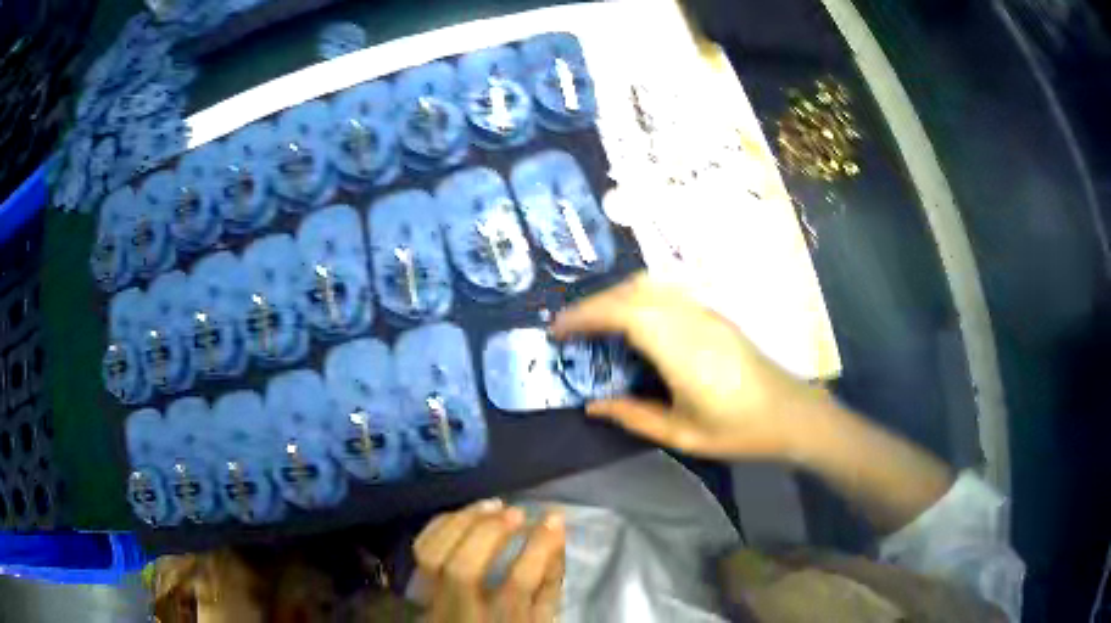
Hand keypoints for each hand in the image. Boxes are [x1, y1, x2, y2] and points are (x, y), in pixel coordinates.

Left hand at [414, 499, 564, 622]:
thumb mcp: (540, 616)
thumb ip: (549, 582)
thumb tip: (555, 533)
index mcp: (501, 621)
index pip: (518, 584)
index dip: (538, 547)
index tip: (554, 518)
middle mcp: (461, 612)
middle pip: (463, 568)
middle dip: (490, 532)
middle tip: (516, 512)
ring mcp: (432, 599)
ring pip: (433, 554)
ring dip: (463, 522)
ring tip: (492, 505)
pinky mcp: (417, 585)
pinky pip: (420, 548)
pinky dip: (442, 524)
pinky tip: (465, 514)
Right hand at [550, 272, 831, 460]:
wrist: (792, 414)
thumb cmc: (740, 431)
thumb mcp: (683, 435)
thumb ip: (635, 417)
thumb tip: (593, 406)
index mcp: (682, 351)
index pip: (625, 314)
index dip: (586, 315)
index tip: (558, 330)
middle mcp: (693, 321)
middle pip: (634, 292)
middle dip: (595, 304)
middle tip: (570, 330)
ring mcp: (707, 313)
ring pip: (652, 286)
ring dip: (617, 297)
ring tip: (596, 325)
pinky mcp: (716, 315)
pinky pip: (668, 293)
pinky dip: (639, 299)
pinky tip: (634, 324)